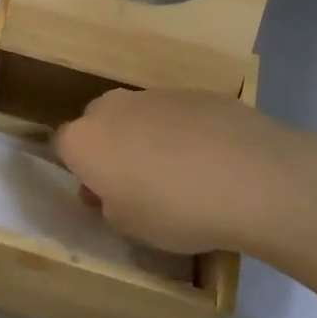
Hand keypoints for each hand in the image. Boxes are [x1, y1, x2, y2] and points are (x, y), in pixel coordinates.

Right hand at [55, 88, 316, 258]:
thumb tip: (111, 189)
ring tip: (181, 173)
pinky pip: (177, 114)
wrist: (254, 178)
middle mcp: (112, 107)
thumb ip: (108, 203)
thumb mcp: (129, 226)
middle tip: (136, 182)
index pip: (62, 146)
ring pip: (138, 115)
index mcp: (85, 139)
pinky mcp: (196, 91)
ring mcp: (156, 94)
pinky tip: (212, 160)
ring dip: (147, 138)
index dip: (79, 170)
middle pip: (99, 123)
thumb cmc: (176, 211)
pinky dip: (184, 132)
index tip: (100, 193)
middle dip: (110, 147)